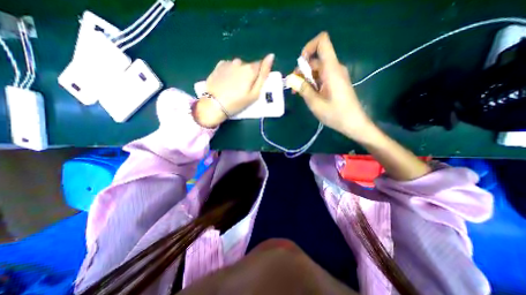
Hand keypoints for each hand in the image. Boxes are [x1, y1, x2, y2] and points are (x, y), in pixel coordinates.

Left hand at [192, 54, 275, 127]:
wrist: (214, 105)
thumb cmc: (237, 102)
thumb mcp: (255, 93)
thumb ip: (263, 75)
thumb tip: (271, 56)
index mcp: (250, 69)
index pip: (260, 65)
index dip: (259, 75)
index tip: (254, 85)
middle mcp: (239, 62)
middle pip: (249, 67)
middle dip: (249, 75)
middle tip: (243, 90)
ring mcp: (228, 63)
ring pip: (239, 66)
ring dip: (239, 74)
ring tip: (234, 87)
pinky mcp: (219, 66)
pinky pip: (229, 67)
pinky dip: (230, 73)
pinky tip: (226, 82)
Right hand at [288, 31, 378, 141]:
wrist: (353, 123)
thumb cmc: (335, 114)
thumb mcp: (315, 103)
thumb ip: (303, 89)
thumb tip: (291, 79)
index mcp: (331, 69)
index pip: (322, 42)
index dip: (308, 47)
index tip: (299, 65)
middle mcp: (334, 68)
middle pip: (316, 59)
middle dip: (302, 71)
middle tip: (294, 87)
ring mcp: (336, 75)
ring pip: (317, 69)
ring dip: (306, 79)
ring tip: (299, 93)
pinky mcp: (336, 82)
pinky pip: (322, 77)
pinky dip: (313, 83)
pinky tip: (309, 95)